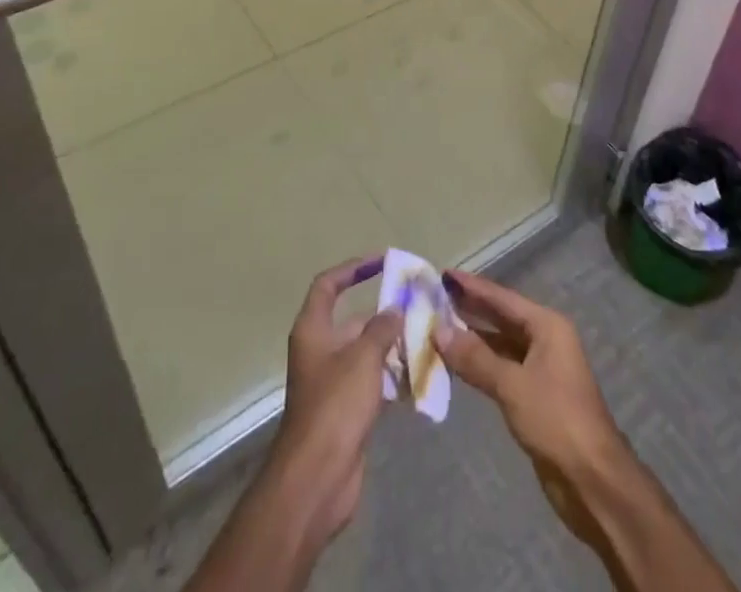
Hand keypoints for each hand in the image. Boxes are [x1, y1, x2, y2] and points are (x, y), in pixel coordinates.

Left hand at [268, 255, 401, 544]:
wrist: (317, 478)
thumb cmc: (335, 406)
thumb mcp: (363, 357)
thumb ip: (382, 328)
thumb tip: (394, 309)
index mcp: (313, 330)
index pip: (328, 285)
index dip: (352, 269)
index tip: (382, 262)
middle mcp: (319, 351)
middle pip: (353, 321)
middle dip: (384, 315)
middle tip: (419, 308)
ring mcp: (332, 383)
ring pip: (366, 353)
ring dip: (392, 347)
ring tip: (427, 340)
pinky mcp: (345, 411)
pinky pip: (371, 382)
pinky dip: (392, 377)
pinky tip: (419, 376)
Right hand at [435, 269, 629, 548]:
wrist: (592, 479)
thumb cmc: (556, 420)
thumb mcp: (512, 385)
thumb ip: (475, 358)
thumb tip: (439, 331)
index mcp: (547, 326)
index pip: (502, 298)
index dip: (473, 286)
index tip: (444, 274)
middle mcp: (545, 340)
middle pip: (502, 317)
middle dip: (470, 309)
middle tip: (435, 297)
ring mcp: (541, 368)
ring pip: (500, 344)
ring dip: (473, 338)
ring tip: (438, 327)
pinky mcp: (534, 395)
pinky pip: (502, 368)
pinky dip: (481, 364)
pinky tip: (458, 363)